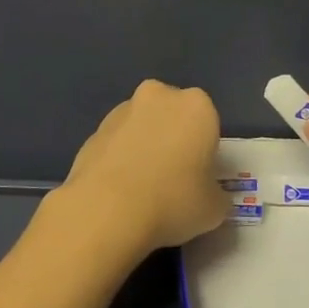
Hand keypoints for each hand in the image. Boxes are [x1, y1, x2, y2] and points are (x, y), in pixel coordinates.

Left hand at [47, 80, 228, 266]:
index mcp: (196, 106)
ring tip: (141, 188)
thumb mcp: (214, 208)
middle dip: (173, 138)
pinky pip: (116, 143)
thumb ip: (215, 193)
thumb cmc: (173, 201)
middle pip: (172, 115)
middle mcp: (158, 96)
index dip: (204, 151)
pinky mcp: (93, 130)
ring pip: (142, 126)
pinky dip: (120, 159)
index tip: (199, 177)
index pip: (208, 123)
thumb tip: (207, 194)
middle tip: (173, 178)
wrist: (106, 210)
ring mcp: (121, 111)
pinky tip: (118, 190)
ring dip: (144, 146)